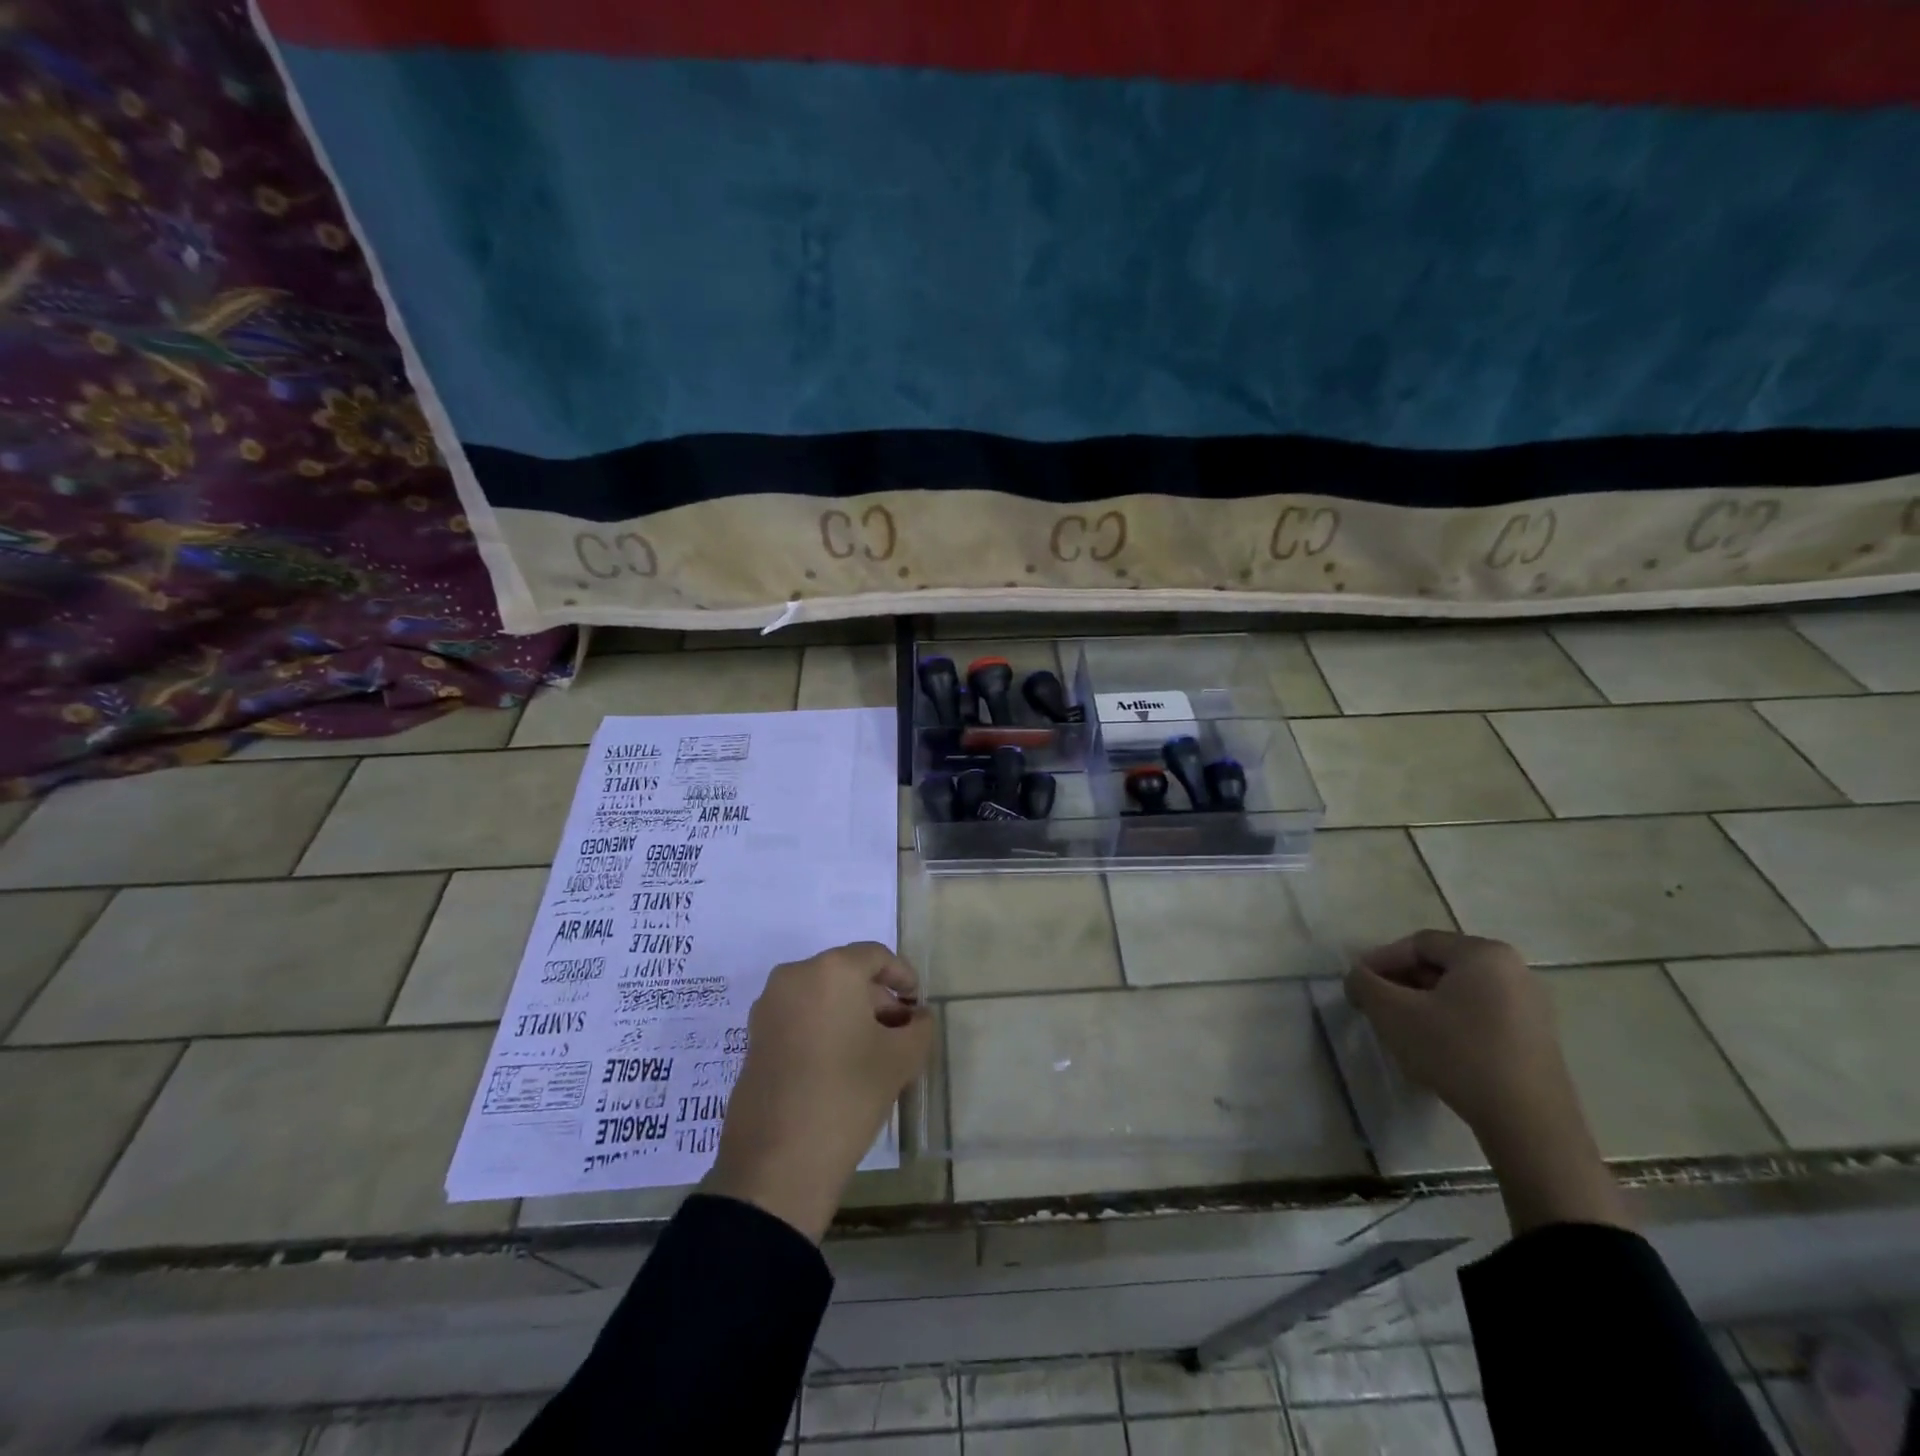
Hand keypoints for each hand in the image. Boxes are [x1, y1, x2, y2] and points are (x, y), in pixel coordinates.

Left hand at [702, 942, 933, 1241]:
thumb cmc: (848, 1094)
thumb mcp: (901, 1059)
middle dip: (877, 999)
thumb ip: (919, 1028)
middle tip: (900, 1033)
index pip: (876, 957)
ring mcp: (769, 1006)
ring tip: (873, 1052)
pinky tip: (841, 1064)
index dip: (903, 977)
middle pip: (846, 974)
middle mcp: (794, 975)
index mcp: (831, 969)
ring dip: (850, 1014)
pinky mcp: (754, 1036)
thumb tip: (917, 1017)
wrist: (778, 1161)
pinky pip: (799, 1016)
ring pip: (821, 996)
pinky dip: (824, 1027)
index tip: (917, 1007)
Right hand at [1343, 929, 1573, 1140]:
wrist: (1528, 1124)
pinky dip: (1451, 1022)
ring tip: (1401, 1030)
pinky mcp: (1537, 1038)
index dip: (1380, 961)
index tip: (1358, 986)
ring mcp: (1531, 1005)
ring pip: (1459, 993)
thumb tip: (1359, 978)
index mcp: (1484, 954)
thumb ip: (1364, 984)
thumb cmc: (1457, 1053)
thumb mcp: (1393, 1013)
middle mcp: (1514, 970)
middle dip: (1402, 983)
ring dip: (1423, 1004)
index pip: (1417, 944)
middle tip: (1377, 1007)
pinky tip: (1435, 1049)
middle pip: (1440, 966)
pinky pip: (1481, 1015)